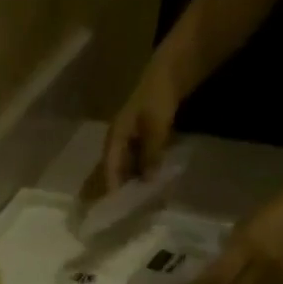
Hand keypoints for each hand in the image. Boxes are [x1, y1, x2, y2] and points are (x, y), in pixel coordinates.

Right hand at [83, 61, 180, 203]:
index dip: (112, 189)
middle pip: (116, 172)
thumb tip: (148, 181)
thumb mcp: (156, 126)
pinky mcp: (143, 141)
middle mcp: (118, 142)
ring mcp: (130, 141)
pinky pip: (140, 163)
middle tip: (127, 213)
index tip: (116, 209)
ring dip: (133, 184)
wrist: (172, 69)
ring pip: (128, 169)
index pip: (110, 169)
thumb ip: (151, 153)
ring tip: (140, 204)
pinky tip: (152, 185)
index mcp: (115, 138)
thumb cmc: (159, 95)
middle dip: (121, 191)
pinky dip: (145, 174)